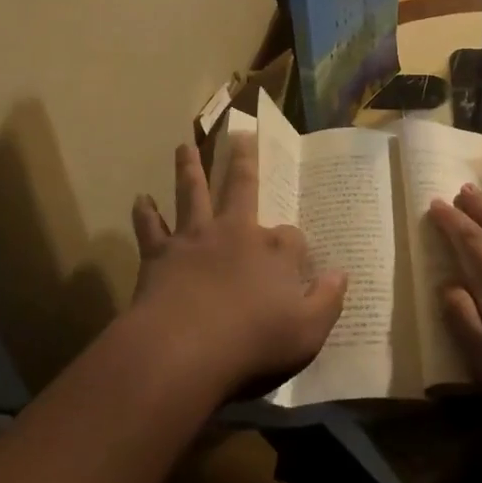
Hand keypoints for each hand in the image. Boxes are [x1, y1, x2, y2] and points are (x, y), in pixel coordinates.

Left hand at [128, 135, 346, 398]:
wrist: (184, 349)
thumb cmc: (253, 343)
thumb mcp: (308, 332)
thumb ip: (327, 301)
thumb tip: (341, 274)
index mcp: (274, 251)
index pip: (292, 237)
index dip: (295, 247)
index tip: (297, 260)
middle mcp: (235, 232)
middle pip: (242, 186)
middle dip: (244, 160)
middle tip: (240, 134)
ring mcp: (195, 238)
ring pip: (193, 192)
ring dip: (189, 168)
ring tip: (184, 147)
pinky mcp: (161, 253)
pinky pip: (150, 227)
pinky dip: (145, 213)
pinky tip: (140, 199)